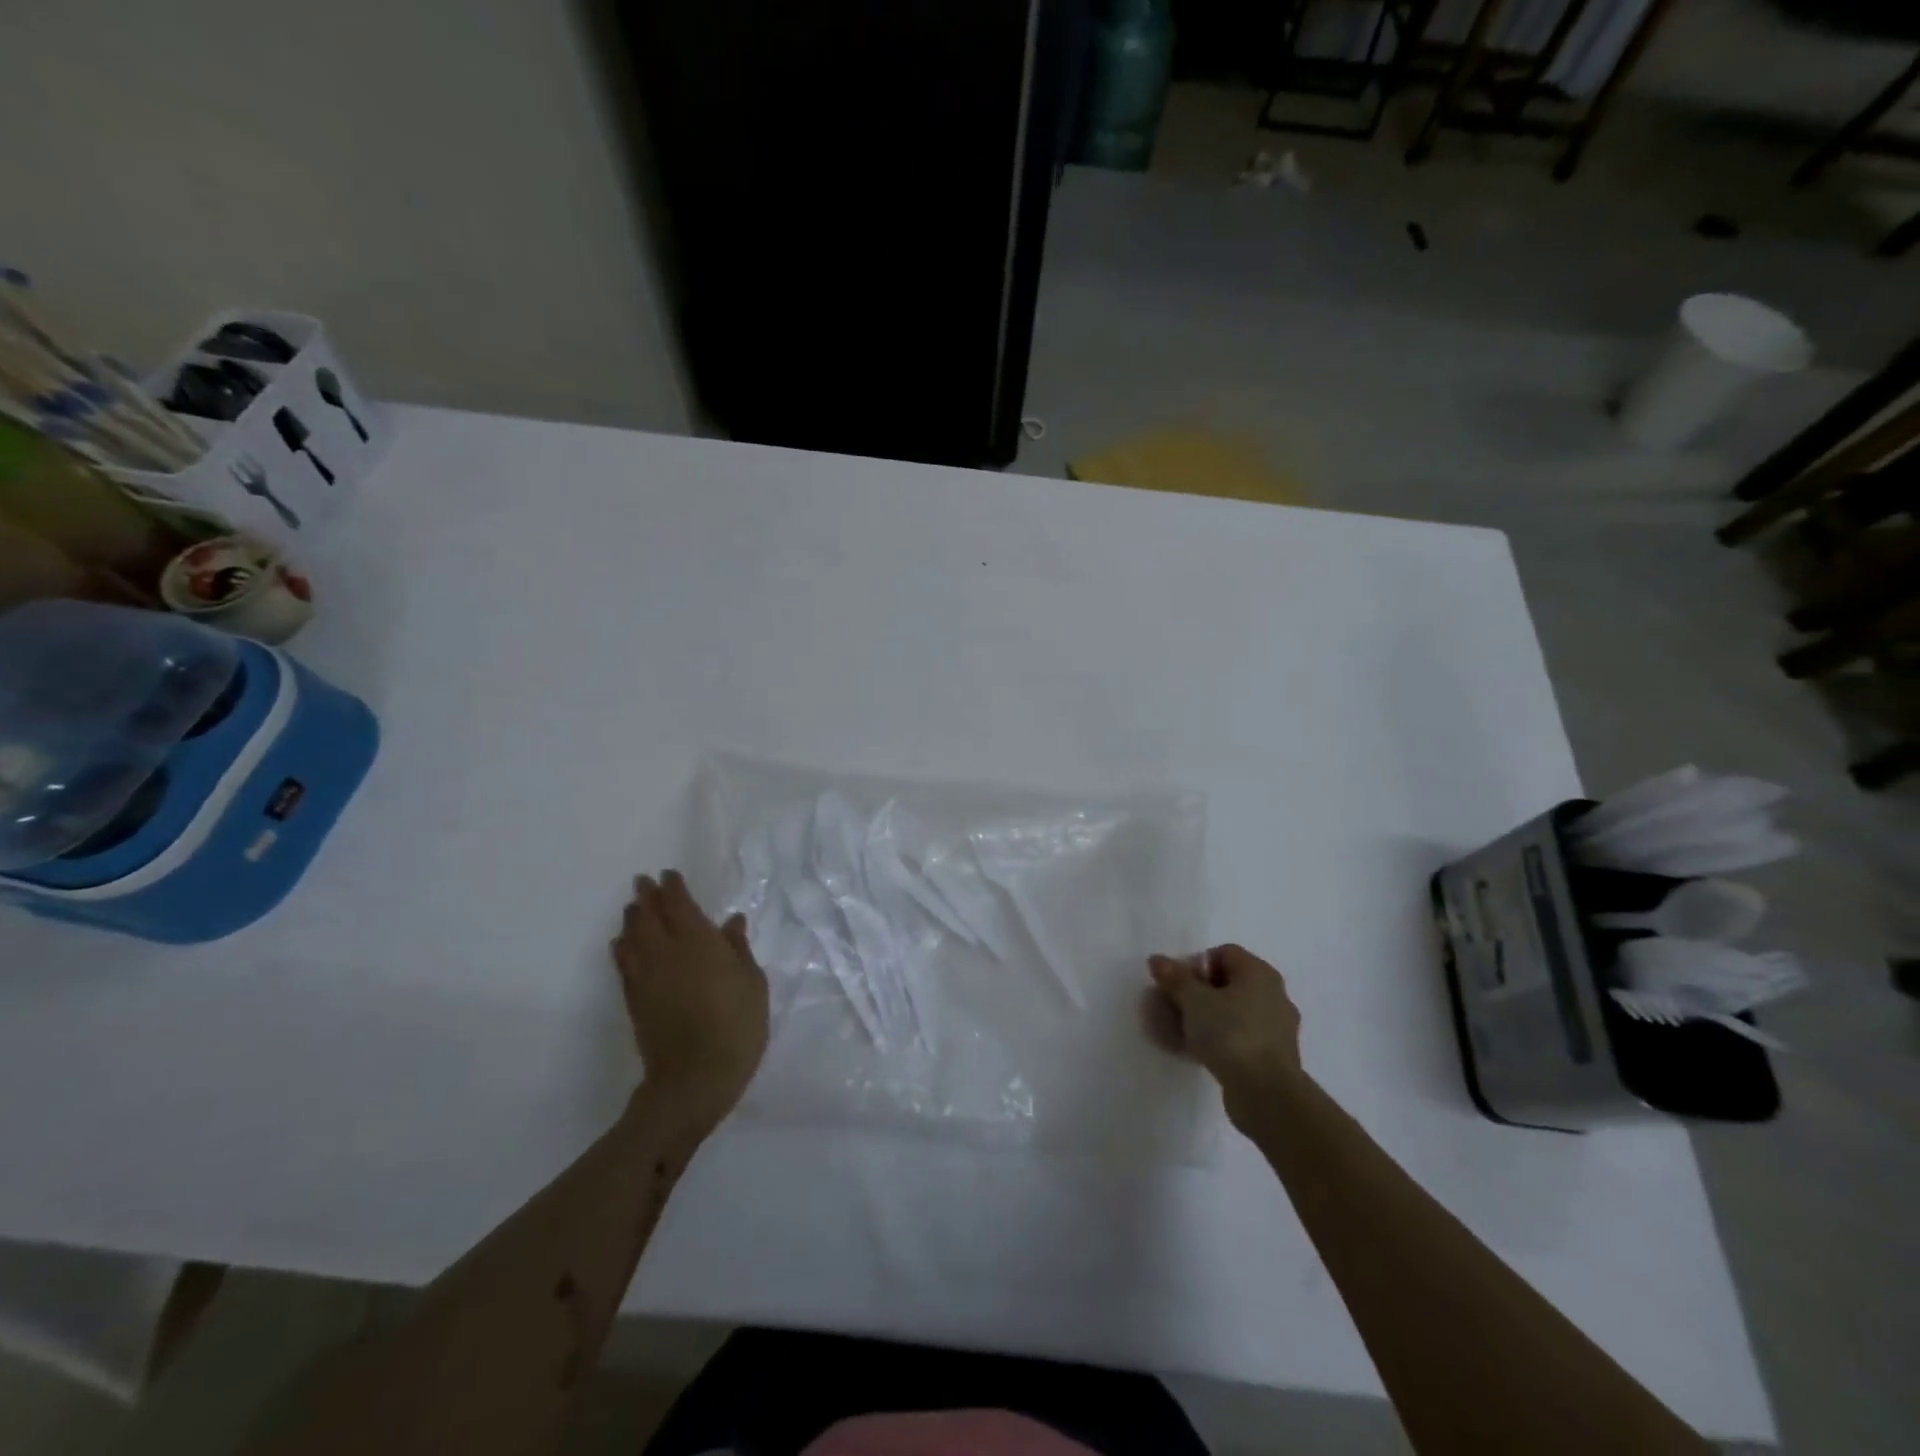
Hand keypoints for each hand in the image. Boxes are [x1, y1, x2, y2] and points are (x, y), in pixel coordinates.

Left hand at [612, 871, 768, 1134]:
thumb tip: (730, 921)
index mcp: (699, 942)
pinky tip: (621, 943)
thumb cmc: (736, 1026)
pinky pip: (623, 964)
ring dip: (633, 919)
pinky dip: (621, 948)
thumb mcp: (753, 984)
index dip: (673, 888)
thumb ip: (739, 949)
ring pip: (633, 937)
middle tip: (643, 882)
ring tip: (633, 908)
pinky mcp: (634, 1000)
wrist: (695, 1078)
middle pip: (651, 916)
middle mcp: (667, 952)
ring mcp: (646, 976)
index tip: (668, 874)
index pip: (680, 905)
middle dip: (647, 897)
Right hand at [1148, 944, 1302, 1129]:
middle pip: (1228, 983)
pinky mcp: (1274, 1057)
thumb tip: (1157, 959)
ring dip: (1206, 1018)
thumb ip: (1175, 978)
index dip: (1196, 964)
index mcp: (1259, 973)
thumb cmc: (1231, 1034)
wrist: (1267, 1094)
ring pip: (1233, 1013)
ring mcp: (1277, 1028)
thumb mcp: (1194, 1001)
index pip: (1223, 953)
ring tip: (1180, 1033)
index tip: (1177, 985)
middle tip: (1174, 1008)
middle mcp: (1274, 995)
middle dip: (1197, 994)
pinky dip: (1219, 1040)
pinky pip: (1240, 1037)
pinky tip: (1197, 1052)